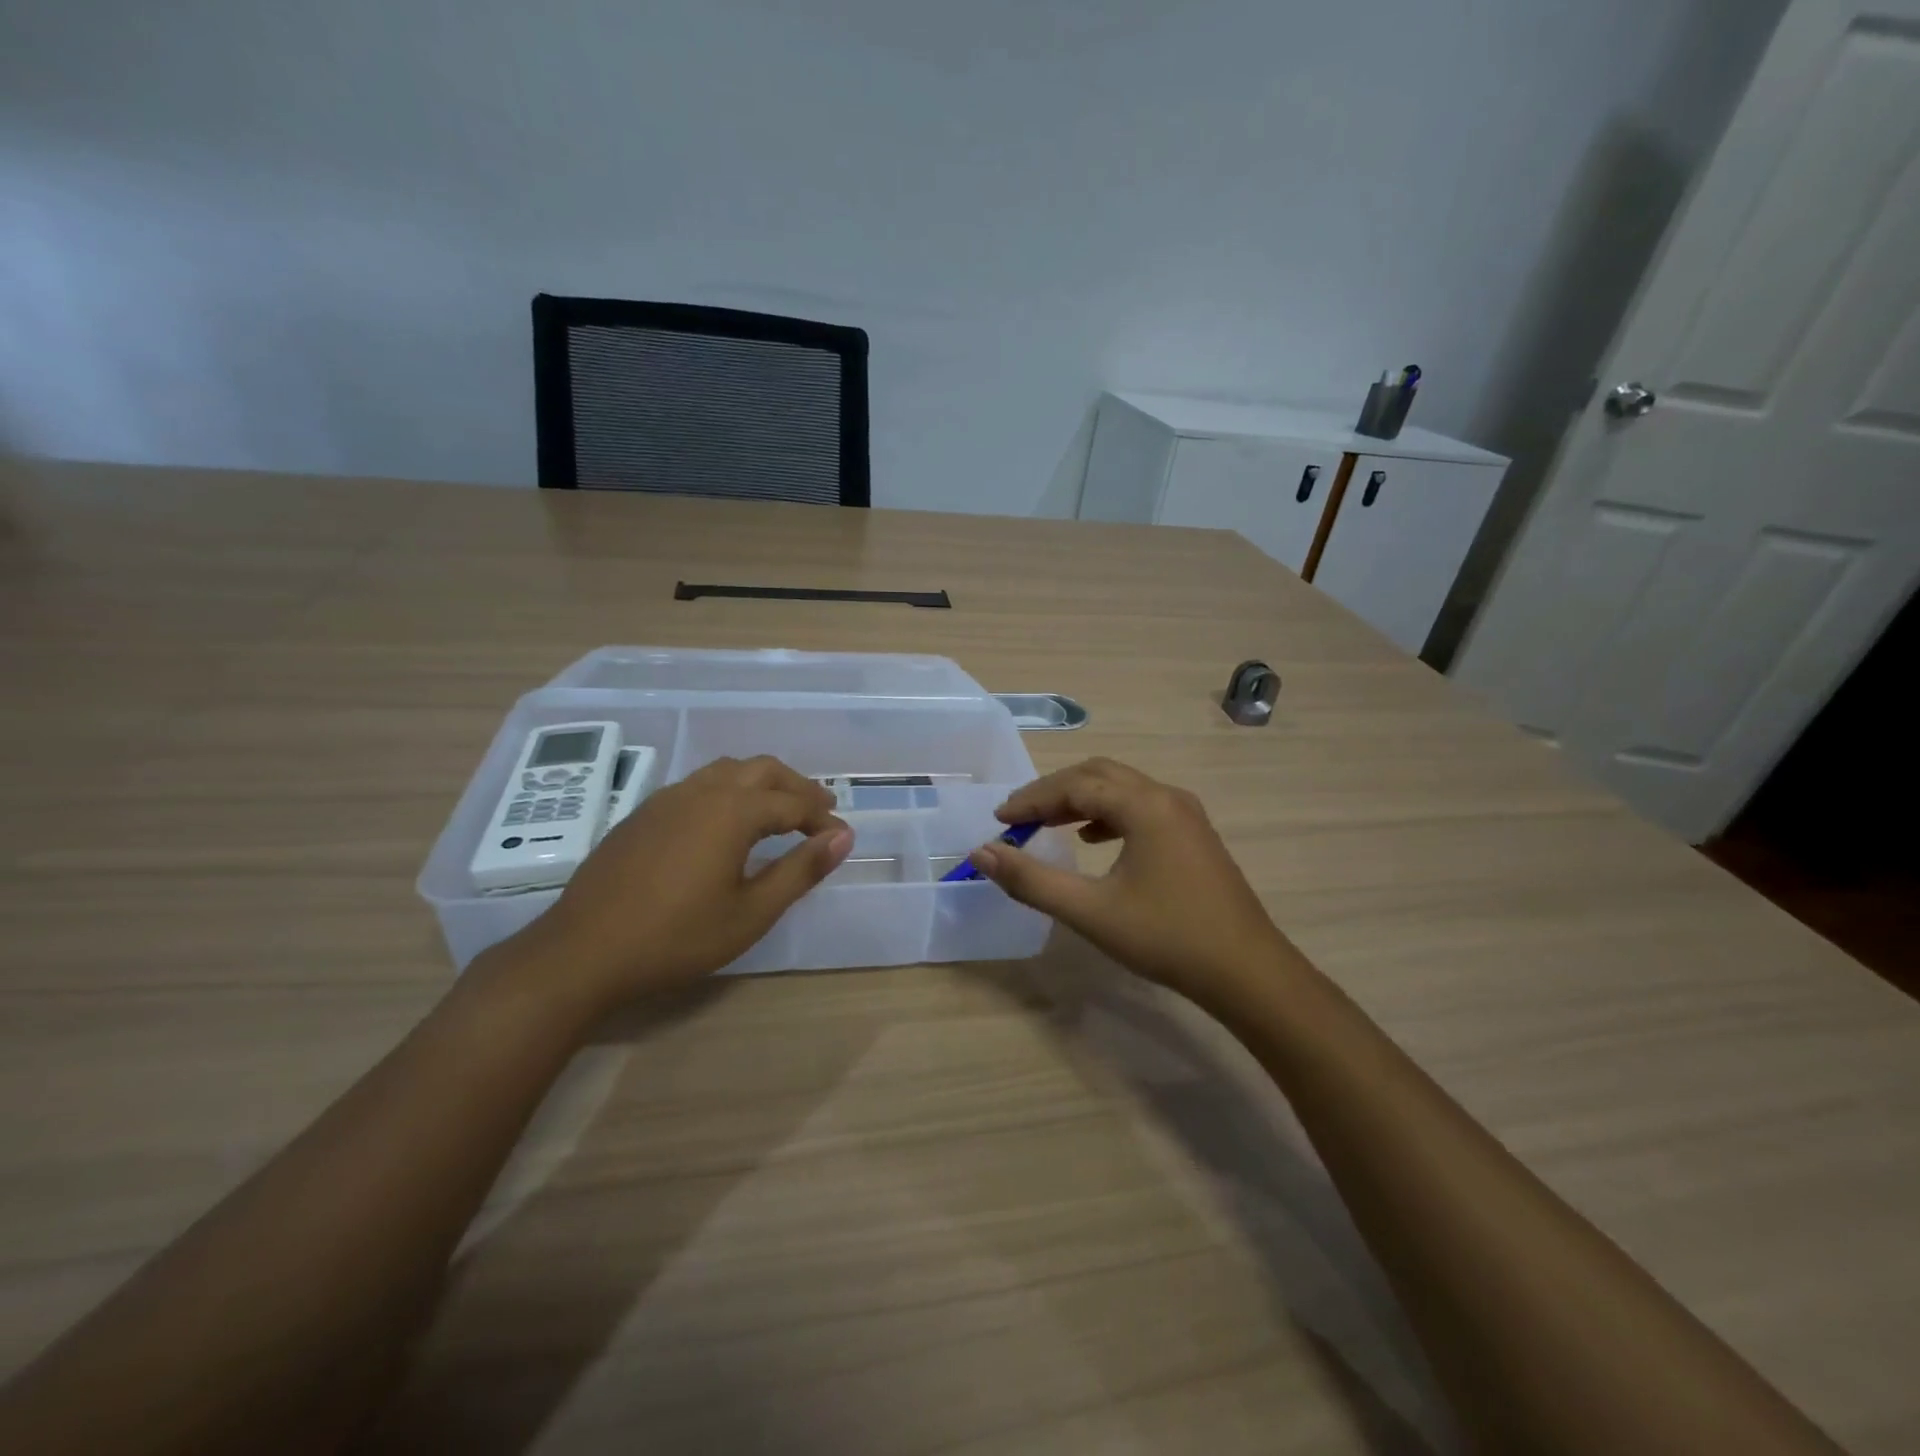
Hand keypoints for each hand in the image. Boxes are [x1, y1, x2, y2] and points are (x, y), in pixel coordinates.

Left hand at [501, 755, 851, 1011]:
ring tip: (779, 810)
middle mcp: (703, 791)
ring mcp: (668, 798)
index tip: (841, 839)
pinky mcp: (643, 813)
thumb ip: (800, 870)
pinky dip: (729, 791)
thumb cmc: (677, 937)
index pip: (793, 803)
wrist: (582, 952)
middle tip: (820, 810)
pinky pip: (699, 784)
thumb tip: (843, 837)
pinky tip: (726, 823)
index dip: (822, 819)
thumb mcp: (751, 913)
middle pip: (763, 770)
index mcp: (733, 811)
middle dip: (796, 787)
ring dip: (762, 783)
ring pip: (727, 770)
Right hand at [968, 758, 1292, 1008]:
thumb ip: (1031, 880)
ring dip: (1081, 800)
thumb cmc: (1166, 938)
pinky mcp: (1195, 835)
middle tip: (1019, 817)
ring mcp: (1186, 814)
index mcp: (1144, 806)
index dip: (1032, 799)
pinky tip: (1094, 840)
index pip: (1075, 786)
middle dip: (1054, 792)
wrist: (1248, 973)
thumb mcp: (1090, 911)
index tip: (999, 819)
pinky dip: (1109, 814)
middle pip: (1099, 775)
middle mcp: (1167, 797)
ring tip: (1047, 824)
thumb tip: (982, 853)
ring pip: (1122, 788)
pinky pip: (1142, 806)